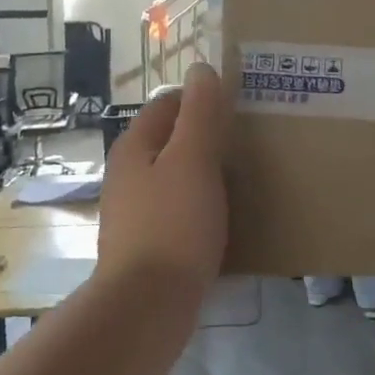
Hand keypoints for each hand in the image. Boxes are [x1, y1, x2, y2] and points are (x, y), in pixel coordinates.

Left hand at [98, 62, 229, 290]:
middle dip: (205, 136)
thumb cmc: (172, 223)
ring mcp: (133, 212)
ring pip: (175, 176)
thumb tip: (201, 68)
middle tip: (246, 141)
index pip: (167, 104)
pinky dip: (200, 205)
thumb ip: (199, 112)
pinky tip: (224, 217)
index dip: (201, 99)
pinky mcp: (146, 244)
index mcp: (134, 147)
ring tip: (243, 178)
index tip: (237, 107)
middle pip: (170, 140)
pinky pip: (177, 209)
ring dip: (205, 172)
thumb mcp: (192, 159)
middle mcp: (127, 174)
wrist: (146, 306)